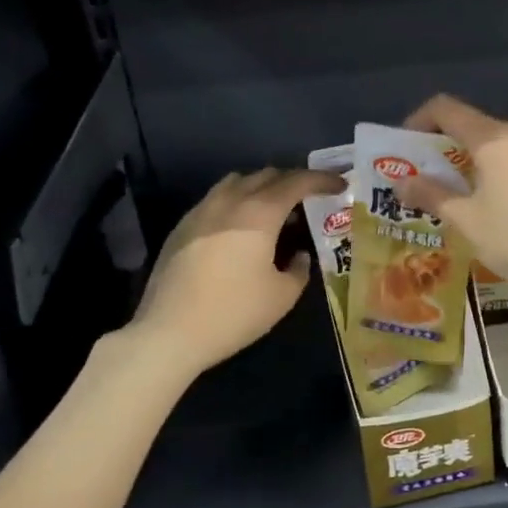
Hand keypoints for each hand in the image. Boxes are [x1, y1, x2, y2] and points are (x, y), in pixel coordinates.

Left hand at [133, 167, 343, 374]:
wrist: (168, 332)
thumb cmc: (234, 312)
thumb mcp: (282, 296)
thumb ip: (299, 269)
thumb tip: (300, 256)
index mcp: (259, 213)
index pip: (296, 182)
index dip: (321, 180)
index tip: (339, 184)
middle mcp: (229, 202)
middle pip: (266, 175)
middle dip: (292, 180)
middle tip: (310, 198)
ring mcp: (200, 211)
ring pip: (236, 182)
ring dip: (262, 187)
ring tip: (275, 209)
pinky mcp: (182, 228)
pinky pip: (216, 199)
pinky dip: (237, 202)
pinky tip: (241, 228)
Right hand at [398, 95, 507, 304]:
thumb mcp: (466, 220)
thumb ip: (431, 194)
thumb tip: (401, 182)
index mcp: (495, 138)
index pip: (447, 109)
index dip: (420, 120)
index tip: (407, 147)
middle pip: (474, 125)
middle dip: (446, 146)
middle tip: (428, 177)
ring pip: (499, 142)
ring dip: (474, 159)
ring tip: (459, 192)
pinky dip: (499, 168)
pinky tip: (495, 200)